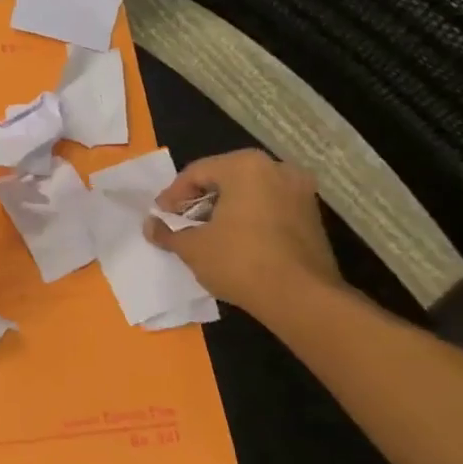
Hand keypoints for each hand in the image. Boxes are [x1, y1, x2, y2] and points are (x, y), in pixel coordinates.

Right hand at [147, 150, 344, 318]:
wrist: (302, 297)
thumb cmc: (240, 261)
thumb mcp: (193, 248)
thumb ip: (168, 232)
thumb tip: (150, 226)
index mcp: (245, 166)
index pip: (197, 172)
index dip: (173, 195)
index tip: (160, 216)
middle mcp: (277, 168)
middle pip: (225, 177)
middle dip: (200, 199)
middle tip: (181, 221)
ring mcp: (300, 191)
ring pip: (250, 192)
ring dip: (225, 208)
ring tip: (206, 233)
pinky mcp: (312, 215)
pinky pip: (270, 207)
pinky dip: (249, 217)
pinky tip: (235, 241)